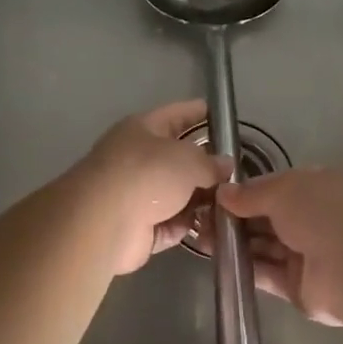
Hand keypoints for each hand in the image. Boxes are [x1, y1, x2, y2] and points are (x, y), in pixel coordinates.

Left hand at [77, 101, 229, 274]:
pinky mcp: (139, 228)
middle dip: (208, 168)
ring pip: (178, 195)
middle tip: (238, 175)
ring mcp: (136, 195)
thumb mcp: (188, 159)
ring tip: (233, 206)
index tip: (226, 119)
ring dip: (202, 201)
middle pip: (179, 160)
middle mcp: (138, 159)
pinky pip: (172, 224)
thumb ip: (211, 162)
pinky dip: (189, 227)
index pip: (177, 114)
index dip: (201, 114)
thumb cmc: (147, 175)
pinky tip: (213, 229)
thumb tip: (224, 165)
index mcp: (142, 129)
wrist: (104, 222)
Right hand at [212, 168, 342, 326]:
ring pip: (265, 246)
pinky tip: (217, 261)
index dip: (245, 192)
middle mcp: (315, 219)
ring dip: (235, 243)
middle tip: (198, 219)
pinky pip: (267, 274)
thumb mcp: (284, 190)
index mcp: (319, 188)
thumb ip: (251, 193)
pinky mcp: (299, 286)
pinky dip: (245, 268)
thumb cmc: (324, 213)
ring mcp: (308, 254)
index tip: (214, 196)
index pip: (276, 188)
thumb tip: (223, 193)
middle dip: (235, 218)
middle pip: (268, 218)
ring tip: (199, 238)